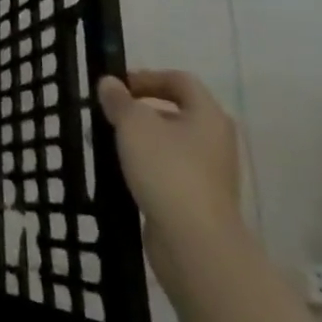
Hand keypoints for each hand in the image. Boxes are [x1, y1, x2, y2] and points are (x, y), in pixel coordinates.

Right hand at [98, 70, 243, 286]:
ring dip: (139, 140)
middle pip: (174, 113)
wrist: (194, 244)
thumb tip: (110, 84)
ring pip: (168, 145)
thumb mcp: (134, 123)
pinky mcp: (197, 203)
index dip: (148, 77)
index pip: (180, 81)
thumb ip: (119, 99)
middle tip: (109, 113)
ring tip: (106, 143)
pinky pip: (167, 173)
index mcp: (208, 116)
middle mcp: (214, 142)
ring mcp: (209, 176)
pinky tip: (120, 173)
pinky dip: (145, 168)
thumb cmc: (167, 169)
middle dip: (139, 110)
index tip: (118, 86)